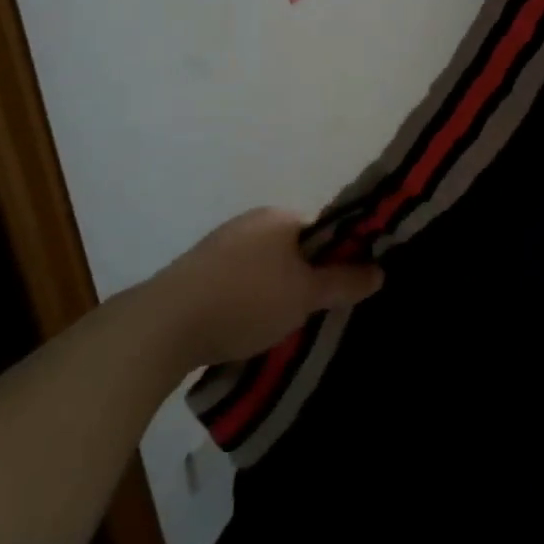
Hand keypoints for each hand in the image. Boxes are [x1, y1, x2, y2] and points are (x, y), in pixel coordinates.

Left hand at [146, 207, 382, 370]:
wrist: (164, 326)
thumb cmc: (246, 300)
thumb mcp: (306, 294)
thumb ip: (345, 281)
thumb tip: (380, 270)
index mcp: (280, 217)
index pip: (324, 230)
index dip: (339, 258)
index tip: (343, 290)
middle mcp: (251, 222)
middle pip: (295, 249)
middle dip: (308, 278)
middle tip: (315, 312)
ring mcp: (220, 245)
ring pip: (266, 267)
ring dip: (277, 291)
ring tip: (281, 326)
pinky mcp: (198, 271)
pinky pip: (239, 281)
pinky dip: (250, 299)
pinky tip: (247, 326)